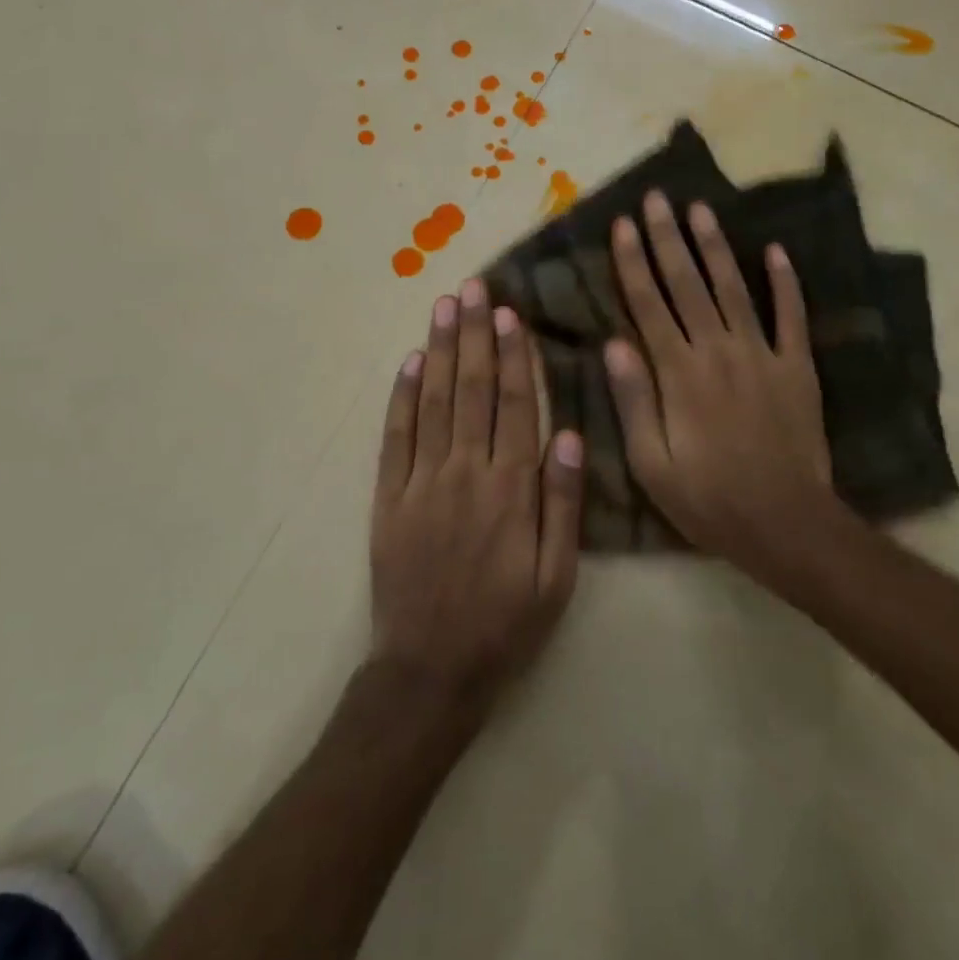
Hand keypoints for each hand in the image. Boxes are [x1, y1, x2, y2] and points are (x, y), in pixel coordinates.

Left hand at [370, 279, 584, 709]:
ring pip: (431, 402)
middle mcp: (464, 473)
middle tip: (474, 288)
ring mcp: (420, 483)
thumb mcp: (558, 576)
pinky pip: (394, 437)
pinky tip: (408, 362)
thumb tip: (570, 433)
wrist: (431, 672)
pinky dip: (400, 397)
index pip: (514, 405)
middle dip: (473, 334)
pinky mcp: (388, 498)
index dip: (513, 355)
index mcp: (510, 489)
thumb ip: (563, 502)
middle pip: (470, 389)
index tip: (511, 313)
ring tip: (444, 306)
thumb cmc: (506, 624)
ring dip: (438, 350)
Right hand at [605, 192, 836, 579]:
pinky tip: (775, 250)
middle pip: (687, 284)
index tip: (622, 225)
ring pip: (733, 288)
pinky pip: (791, 316)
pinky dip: (784, 281)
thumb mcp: (652, 464)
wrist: (786, 524)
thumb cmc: (709, 500)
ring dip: (715, 246)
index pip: (648, 305)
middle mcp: (718, 351)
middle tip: (656, 198)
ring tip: (700, 209)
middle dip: (668, 238)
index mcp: (679, 374)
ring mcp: (762, 354)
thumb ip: (633, 401)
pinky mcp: (797, 366)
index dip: (633, 262)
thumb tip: (614, 343)